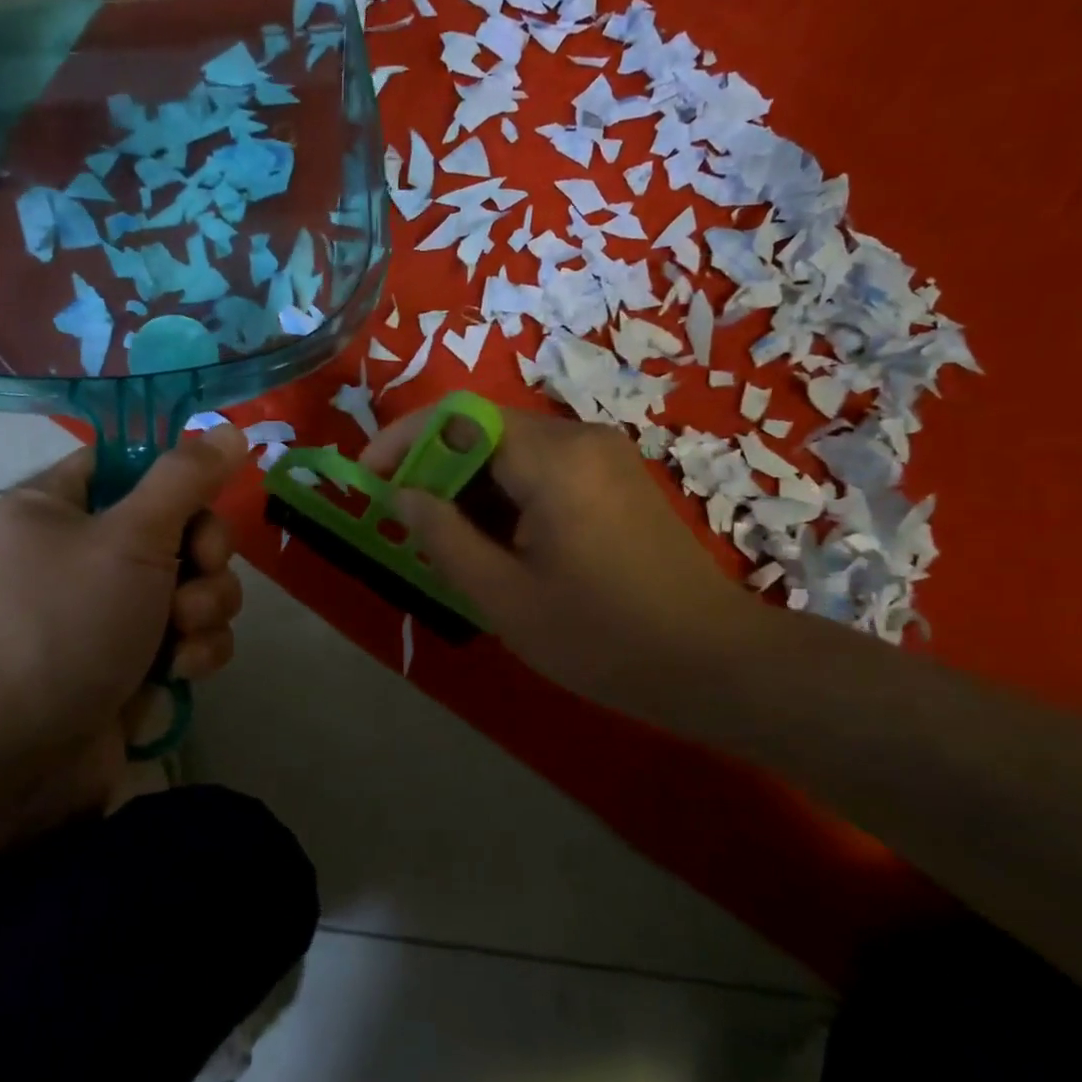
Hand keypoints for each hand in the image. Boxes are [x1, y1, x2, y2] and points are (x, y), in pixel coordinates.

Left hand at [0, 425, 249, 817]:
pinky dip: (196, 651)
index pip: (132, 465)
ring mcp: (115, 610)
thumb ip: (186, 480)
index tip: (201, 503)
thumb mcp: (129, 538)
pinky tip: (180, 672)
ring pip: (198, 584)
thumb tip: (229, 428)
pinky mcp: (139, 658)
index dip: (177, 480)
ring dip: (205, 609)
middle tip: (193, 577)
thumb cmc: (65, 626)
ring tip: (180, 639)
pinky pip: (193, 634)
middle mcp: (87, 554)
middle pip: (181, 527)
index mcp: (61, 507)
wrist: (21, 754)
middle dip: (202, 558)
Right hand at [363, 407, 759, 718]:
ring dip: (469, 487)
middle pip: (483, 430)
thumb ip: (443, 537)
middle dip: (433, 470)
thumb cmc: (603, 638)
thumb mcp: (505, 597)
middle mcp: (579, 438)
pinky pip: (543, 470)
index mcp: (552, 459)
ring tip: (448, 544)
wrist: (715, 663)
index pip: (455, 418)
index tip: (366, 479)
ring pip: (512, 452)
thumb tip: (400, 495)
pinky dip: (506, 496)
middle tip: (405, 524)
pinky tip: (499, 545)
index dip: (401, 441)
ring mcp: (604, 456)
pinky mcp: (617, 480)